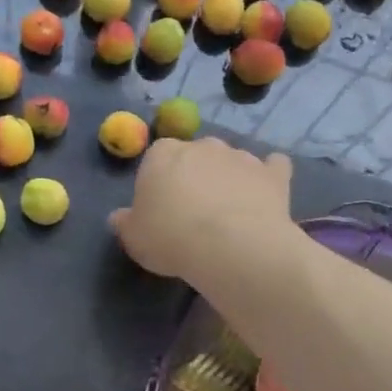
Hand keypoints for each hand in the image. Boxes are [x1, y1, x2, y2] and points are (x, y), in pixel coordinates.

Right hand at [109, 138, 295, 283]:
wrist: (231, 245)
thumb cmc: (171, 238)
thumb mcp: (134, 238)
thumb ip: (125, 223)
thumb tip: (118, 217)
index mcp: (162, 154)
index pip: (156, 159)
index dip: (159, 183)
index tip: (161, 209)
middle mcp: (202, 145)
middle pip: (195, 156)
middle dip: (195, 176)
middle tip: (194, 213)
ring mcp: (240, 155)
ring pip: (231, 161)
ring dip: (229, 179)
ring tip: (229, 214)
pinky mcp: (272, 173)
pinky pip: (272, 167)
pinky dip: (269, 177)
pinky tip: (267, 195)